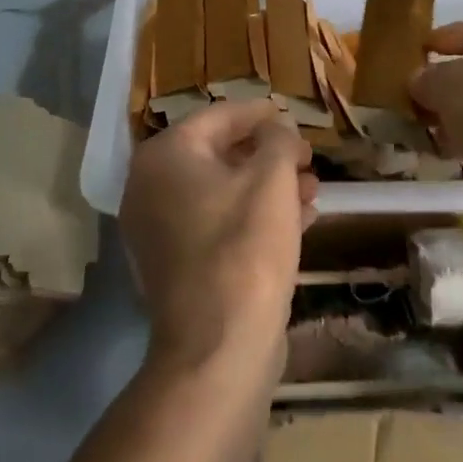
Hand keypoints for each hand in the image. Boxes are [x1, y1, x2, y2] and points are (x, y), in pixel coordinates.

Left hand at [119, 101, 316, 374]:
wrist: (218, 347)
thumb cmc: (245, 247)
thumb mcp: (272, 179)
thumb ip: (277, 140)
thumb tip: (277, 129)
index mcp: (165, 155)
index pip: (219, 116)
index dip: (261, 114)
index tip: (292, 116)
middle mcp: (150, 186)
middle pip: (219, 153)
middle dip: (268, 154)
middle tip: (307, 159)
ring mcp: (158, 228)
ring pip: (222, 191)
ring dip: (267, 186)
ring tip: (311, 189)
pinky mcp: (175, 263)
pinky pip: (216, 223)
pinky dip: (252, 216)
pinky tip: (297, 221)